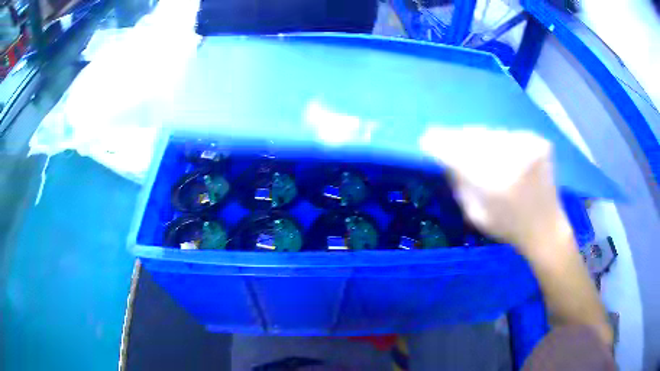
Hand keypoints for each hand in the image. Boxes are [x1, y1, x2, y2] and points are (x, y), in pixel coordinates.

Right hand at [421, 126, 612, 345]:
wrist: (547, 228)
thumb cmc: (509, 228)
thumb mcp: (475, 214)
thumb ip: (459, 183)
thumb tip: (446, 156)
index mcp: (494, 182)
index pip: (458, 151)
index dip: (439, 142)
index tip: (427, 139)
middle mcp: (512, 158)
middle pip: (473, 136)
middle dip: (458, 139)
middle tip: (449, 143)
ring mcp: (528, 146)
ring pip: (491, 133)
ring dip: (480, 140)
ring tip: (478, 152)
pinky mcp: (538, 141)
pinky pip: (508, 135)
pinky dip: (500, 143)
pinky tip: (504, 157)